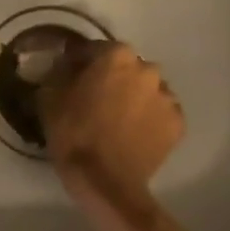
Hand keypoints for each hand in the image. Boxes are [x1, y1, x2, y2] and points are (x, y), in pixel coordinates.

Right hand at [40, 43, 184, 212]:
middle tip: (95, 98)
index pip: (94, 49)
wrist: (106, 181)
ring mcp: (167, 97)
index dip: (79, 61)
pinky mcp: (178, 123)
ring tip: (118, 118)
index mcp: (117, 56)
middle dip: (112, 78)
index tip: (69, 74)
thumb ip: (58, 72)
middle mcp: (147, 69)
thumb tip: (64, 65)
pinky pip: (160, 113)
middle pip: (126, 67)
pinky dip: (149, 118)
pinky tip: (134, 133)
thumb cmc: (74, 133)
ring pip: (147, 90)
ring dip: (134, 97)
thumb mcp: (50, 97)